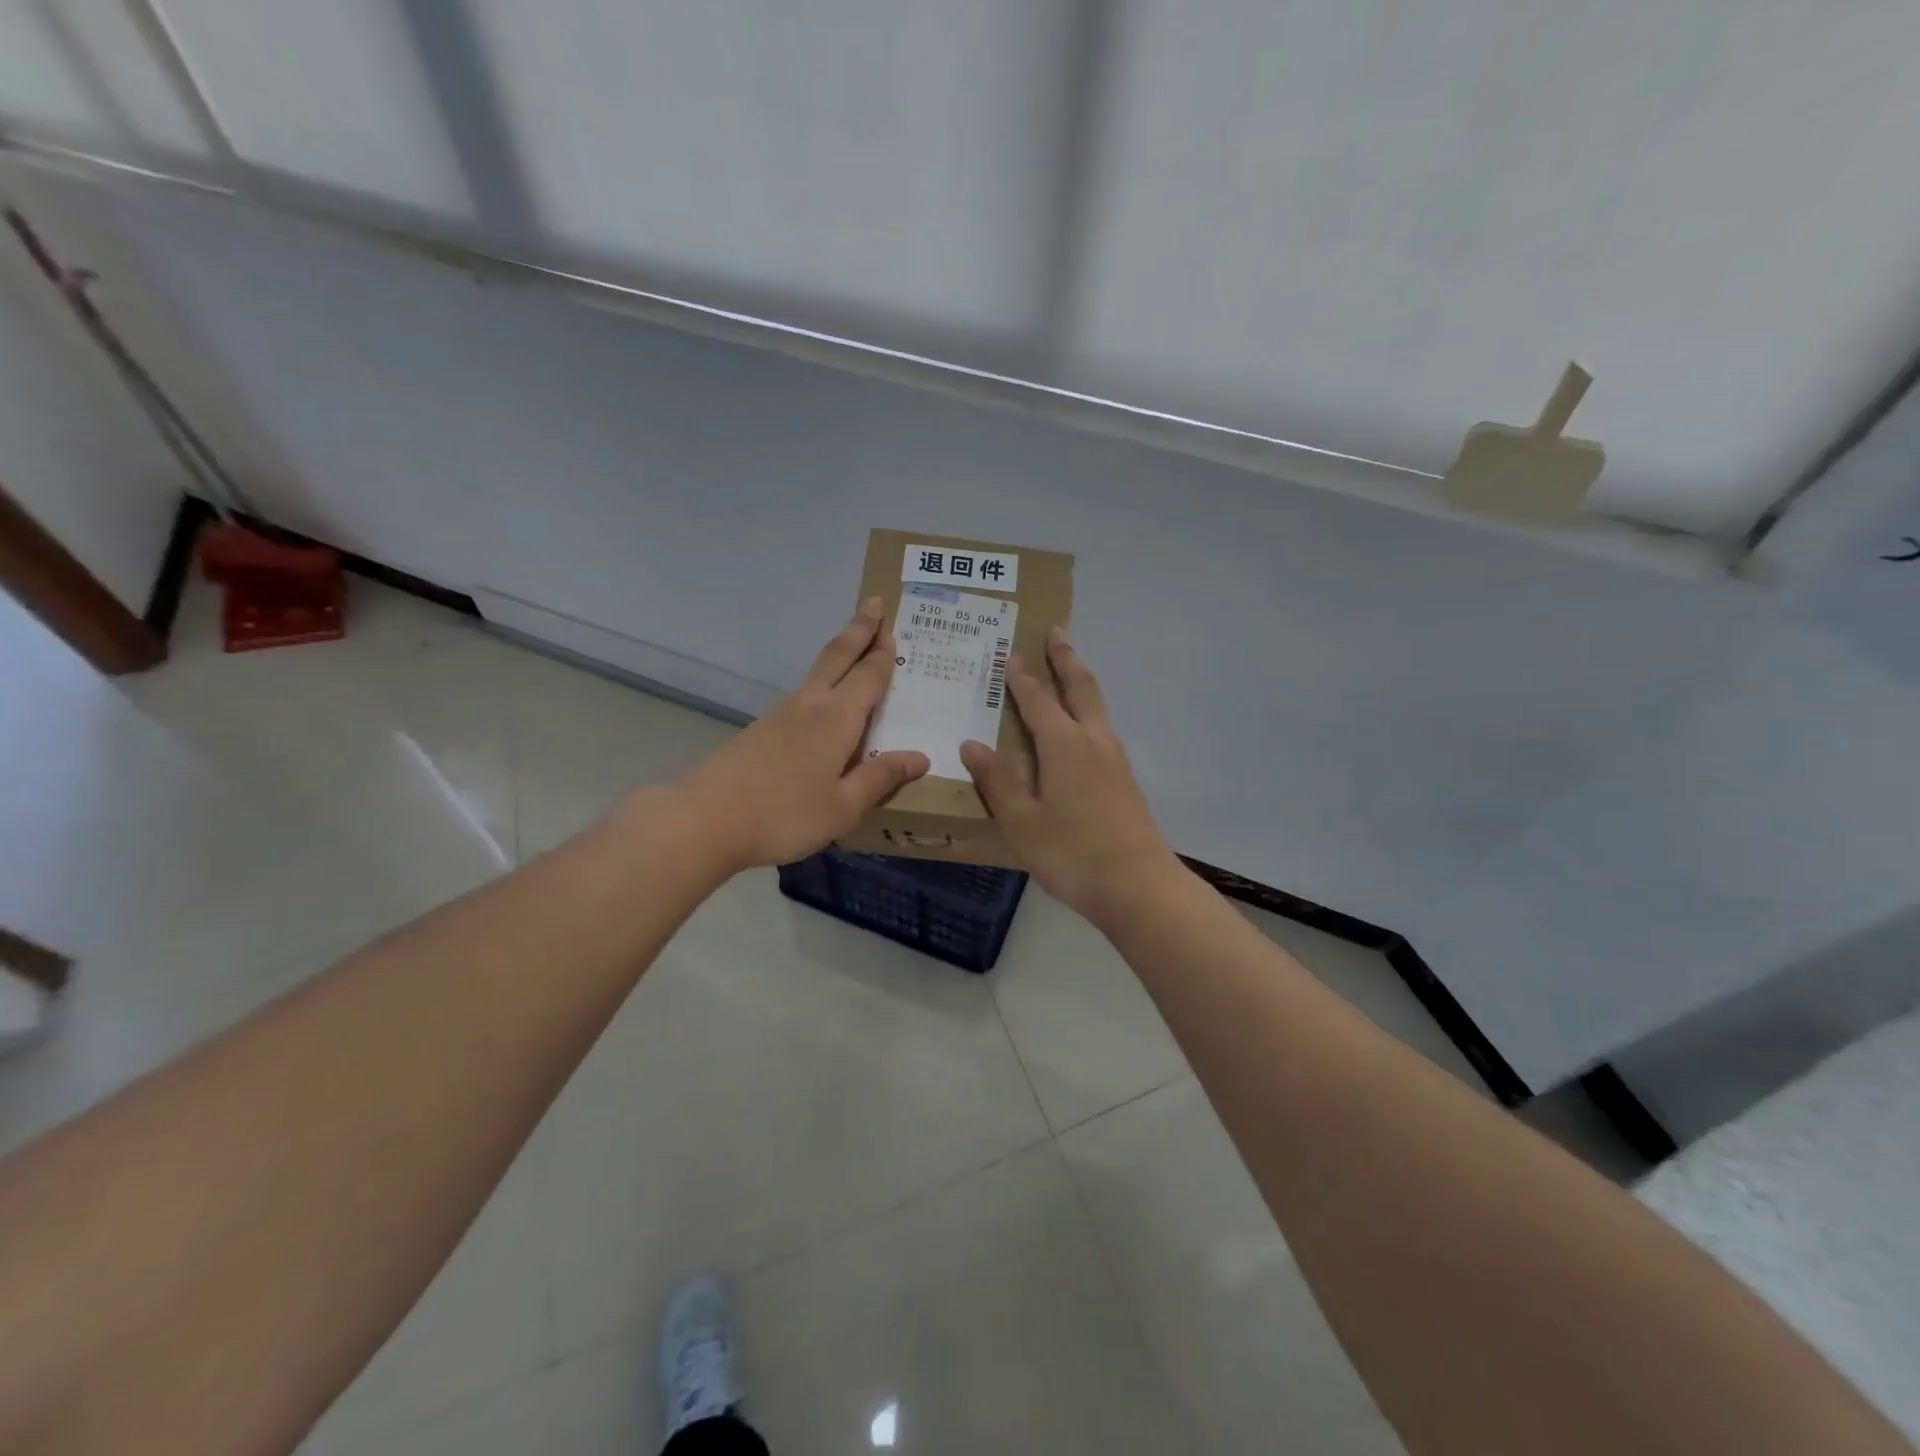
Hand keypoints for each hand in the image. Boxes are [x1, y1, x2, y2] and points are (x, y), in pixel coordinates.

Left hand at [678, 598, 929, 872]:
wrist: (706, 821)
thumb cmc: (784, 816)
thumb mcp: (843, 807)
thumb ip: (880, 779)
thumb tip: (920, 757)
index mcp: (836, 719)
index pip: (868, 677)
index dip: (882, 653)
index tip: (892, 626)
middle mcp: (809, 706)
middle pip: (838, 657)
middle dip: (858, 630)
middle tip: (874, 603)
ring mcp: (780, 715)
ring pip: (817, 673)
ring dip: (839, 654)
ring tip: (854, 648)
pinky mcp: (760, 730)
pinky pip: (802, 696)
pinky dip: (821, 683)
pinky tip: (822, 703)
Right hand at [960, 629, 1177, 921]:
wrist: (1139, 886)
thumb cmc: (1072, 853)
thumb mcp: (1022, 821)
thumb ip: (998, 780)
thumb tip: (973, 743)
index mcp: (1064, 745)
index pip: (1038, 700)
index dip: (1022, 677)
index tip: (1011, 653)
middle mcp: (1093, 741)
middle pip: (1080, 687)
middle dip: (1065, 658)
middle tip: (1056, 631)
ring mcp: (1115, 760)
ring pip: (1097, 706)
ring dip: (1081, 680)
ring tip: (1069, 668)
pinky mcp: (1125, 779)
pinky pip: (1102, 728)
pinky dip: (1089, 709)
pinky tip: (1083, 728)